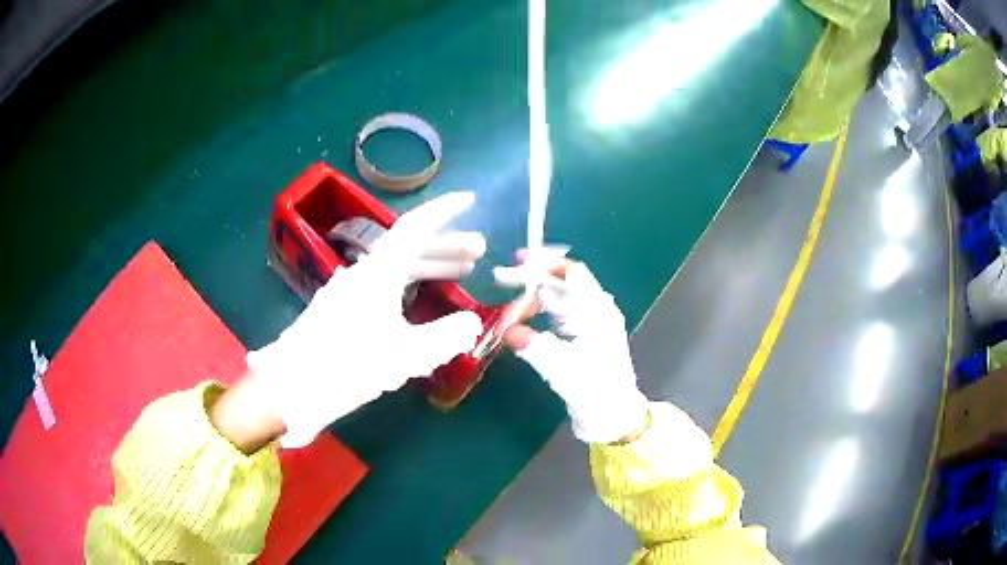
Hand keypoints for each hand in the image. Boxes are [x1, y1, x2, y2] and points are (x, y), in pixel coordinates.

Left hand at [247, 192, 484, 447]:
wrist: (292, 387)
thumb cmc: (348, 365)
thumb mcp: (405, 355)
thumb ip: (445, 336)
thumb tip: (471, 322)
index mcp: (379, 273)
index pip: (415, 227)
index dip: (444, 211)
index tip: (469, 200)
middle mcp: (364, 273)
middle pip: (409, 247)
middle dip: (446, 245)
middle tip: (478, 251)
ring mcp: (351, 291)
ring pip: (397, 268)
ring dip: (430, 266)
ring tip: (462, 273)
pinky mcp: (344, 310)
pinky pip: (386, 286)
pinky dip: (411, 286)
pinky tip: (422, 302)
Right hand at [495, 255, 648, 443]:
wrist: (614, 417)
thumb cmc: (595, 391)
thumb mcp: (562, 369)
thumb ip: (533, 346)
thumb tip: (506, 329)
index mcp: (597, 311)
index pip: (572, 272)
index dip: (544, 262)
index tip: (516, 261)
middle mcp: (596, 311)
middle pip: (561, 283)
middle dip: (530, 280)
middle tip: (500, 281)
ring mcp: (592, 324)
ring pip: (559, 299)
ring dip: (533, 298)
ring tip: (508, 307)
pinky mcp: (585, 338)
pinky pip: (559, 315)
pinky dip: (539, 313)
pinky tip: (523, 321)